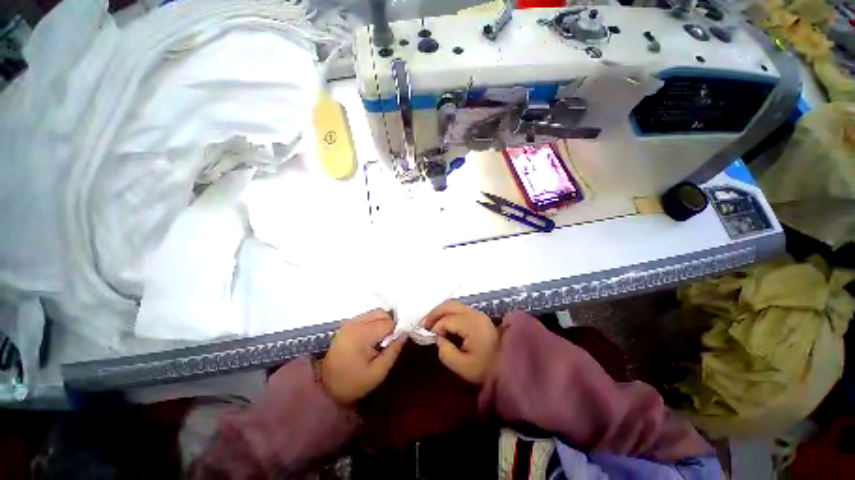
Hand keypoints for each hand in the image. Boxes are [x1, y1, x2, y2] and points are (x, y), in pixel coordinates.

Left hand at [322, 309, 405, 403]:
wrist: (325, 387)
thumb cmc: (353, 383)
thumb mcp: (378, 373)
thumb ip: (393, 351)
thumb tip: (405, 333)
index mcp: (361, 334)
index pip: (388, 323)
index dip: (395, 332)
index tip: (393, 344)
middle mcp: (355, 323)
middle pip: (382, 313)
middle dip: (390, 325)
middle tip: (388, 343)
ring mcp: (350, 322)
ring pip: (376, 312)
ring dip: (383, 322)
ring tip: (380, 340)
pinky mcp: (347, 323)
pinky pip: (368, 316)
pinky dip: (374, 322)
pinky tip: (372, 338)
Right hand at [422, 301, 498, 384]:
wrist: (507, 368)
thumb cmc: (484, 369)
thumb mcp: (462, 367)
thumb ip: (446, 351)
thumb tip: (438, 338)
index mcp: (473, 325)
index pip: (447, 320)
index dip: (436, 328)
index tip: (431, 339)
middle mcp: (475, 314)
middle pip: (450, 305)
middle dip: (434, 313)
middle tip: (423, 324)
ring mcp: (477, 314)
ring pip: (454, 305)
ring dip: (440, 312)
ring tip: (430, 323)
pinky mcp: (478, 317)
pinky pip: (459, 309)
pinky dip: (448, 313)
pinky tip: (442, 323)